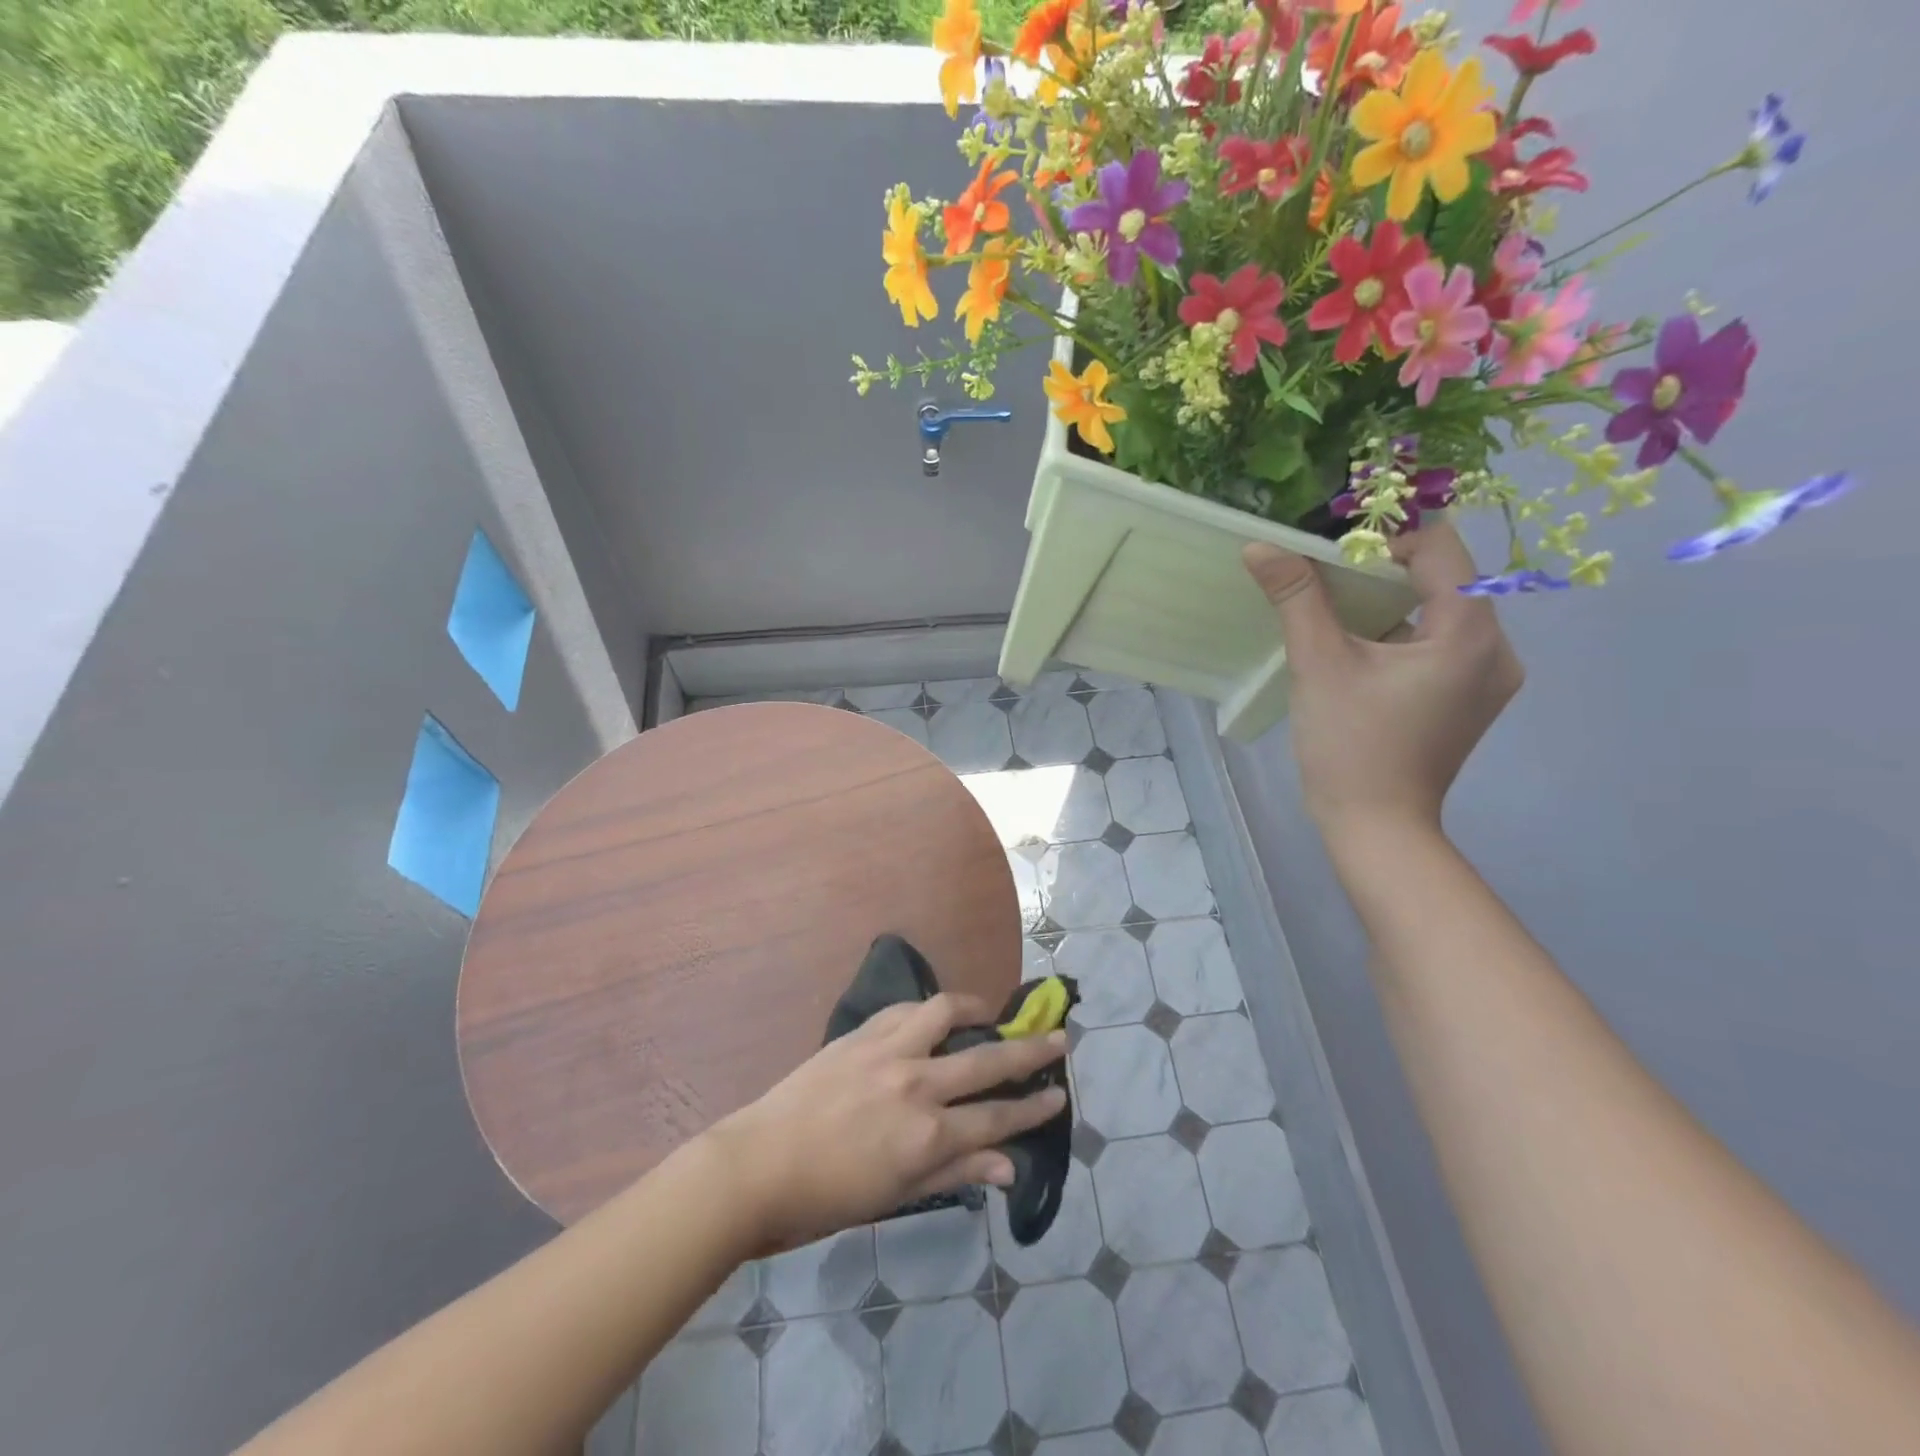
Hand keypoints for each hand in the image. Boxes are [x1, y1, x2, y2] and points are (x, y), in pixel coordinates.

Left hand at [704, 993, 1067, 1251]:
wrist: (758, 1165)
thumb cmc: (827, 1197)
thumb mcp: (896, 1197)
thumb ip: (955, 1174)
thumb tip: (1008, 1166)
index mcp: (927, 1136)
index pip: (997, 1117)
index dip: (1033, 1108)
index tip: (1059, 1094)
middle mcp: (917, 1085)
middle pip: (988, 1061)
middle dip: (1030, 1051)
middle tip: (1059, 1038)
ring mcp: (888, 1051)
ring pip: (947, 1012)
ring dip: (977, 1009)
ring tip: (992, 1011)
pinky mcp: (862, 1034)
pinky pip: (906, 1009)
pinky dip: (929, 1009)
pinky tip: (935, 1015)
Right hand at [1243, 521, 1522, 839]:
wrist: (1376, 827)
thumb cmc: (1349, 745)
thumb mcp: (1318, 664)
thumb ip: (1296, 597)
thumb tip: (1260, 545)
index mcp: (1470, 633)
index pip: (1441, 547)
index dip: (1388, 536)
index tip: (1334, 552)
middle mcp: (1498, 648)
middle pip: (1446, 578)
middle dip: (1386, 568)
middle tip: (1328, 577)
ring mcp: (1490, 678)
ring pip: (1444, 611)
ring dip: (1394, 602)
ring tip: (1339, 613)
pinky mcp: (1472, 700)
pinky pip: (1443, 644)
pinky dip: (1405, 633)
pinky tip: (1363, 651)